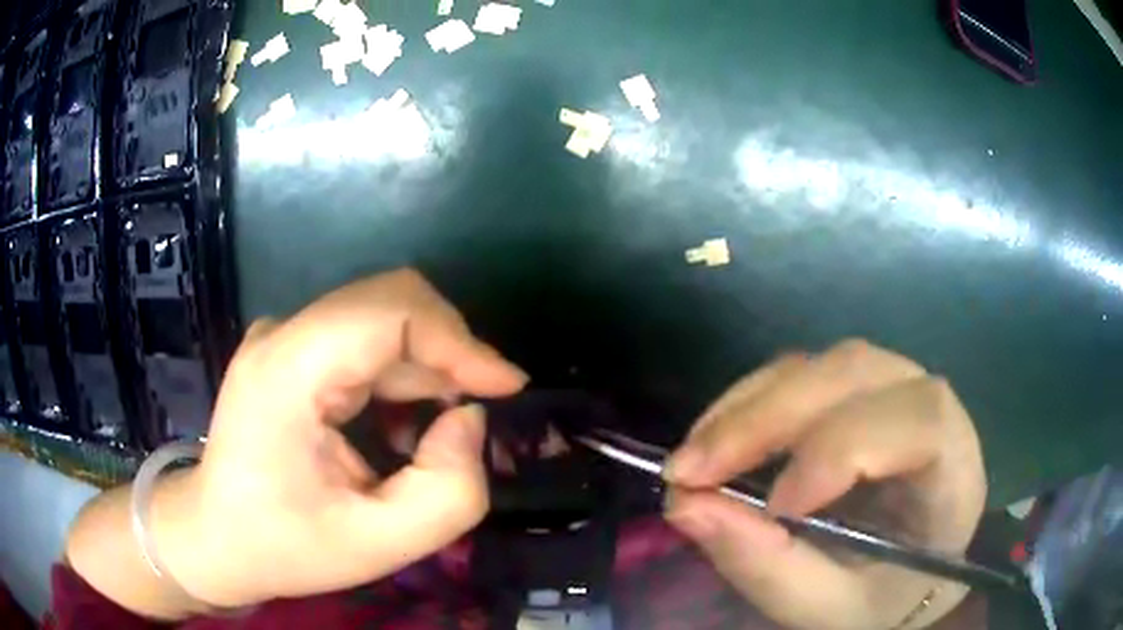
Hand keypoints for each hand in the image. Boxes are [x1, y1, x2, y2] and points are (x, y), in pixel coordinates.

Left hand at [156, 269, 526, 607]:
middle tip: (480, 411)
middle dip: (449, 351)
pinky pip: (363, 340)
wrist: (214, 536)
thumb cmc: (284, 546)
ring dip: (427, 368)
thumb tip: (469, 419)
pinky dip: (402, 374)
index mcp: (287, 370)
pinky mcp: (291, 351)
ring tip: (439, 434)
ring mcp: (284, 338)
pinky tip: (404, 426)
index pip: (389, 310)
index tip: (506, 388)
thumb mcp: (377, 545)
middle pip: (389, 303)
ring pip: (381, 320)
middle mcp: (284, 335)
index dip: (458, 340)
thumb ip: (448, 491)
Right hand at [663, 340, 985, 629]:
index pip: (922, 423)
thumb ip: (767, 566)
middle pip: (858, 374)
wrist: (905, 578)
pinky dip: (751, 401)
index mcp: (953, 472)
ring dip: (750, 405)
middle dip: (768, 420)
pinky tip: (717, 437)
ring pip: (824, 364)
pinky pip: (803, 372)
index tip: (777, 505)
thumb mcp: (827, 607)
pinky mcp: (859, 390)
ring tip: (693, 457)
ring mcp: (895, 389)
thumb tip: (686, 505)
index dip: (848, 448)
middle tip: (688, 472)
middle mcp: (933, 409)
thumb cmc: (881, 599)